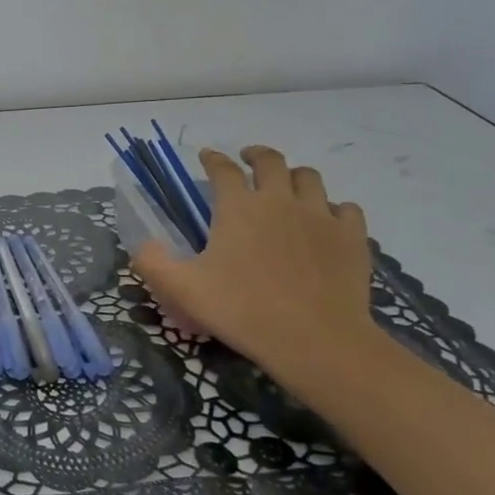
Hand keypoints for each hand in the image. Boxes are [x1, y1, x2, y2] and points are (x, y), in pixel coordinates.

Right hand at [134, 146, 376, 377]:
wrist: (315, 340)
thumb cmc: (242, 310)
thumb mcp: (182, 290)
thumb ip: (153, 263)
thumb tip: (143, 244)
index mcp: (238, 207)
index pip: (222, 169)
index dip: (212, 159)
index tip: (206, 156)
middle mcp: (280, 200)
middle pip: (271, 161)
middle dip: (256, 155)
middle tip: (248, 159)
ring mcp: (321, 216)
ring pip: (310, 178)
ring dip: (294, 176)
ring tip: (287, 185)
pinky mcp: (351, 237)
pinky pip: (346, 209)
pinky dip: (334, 209)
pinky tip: (327, 221)